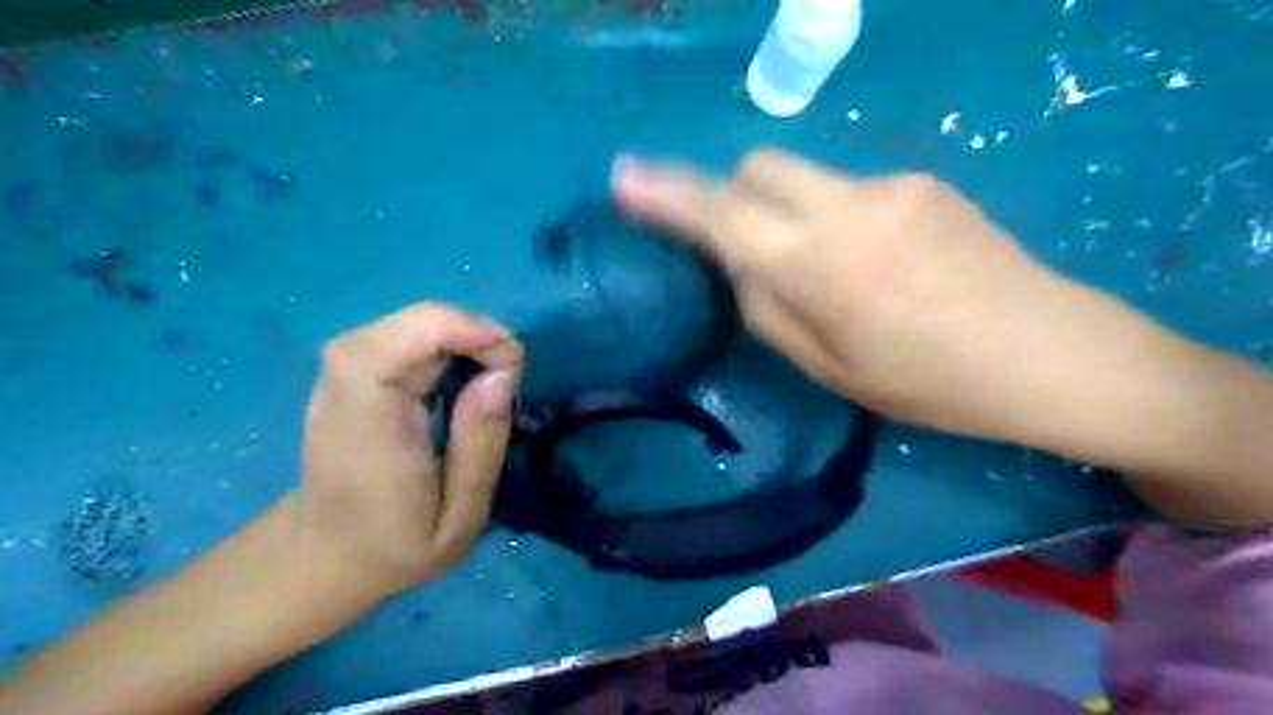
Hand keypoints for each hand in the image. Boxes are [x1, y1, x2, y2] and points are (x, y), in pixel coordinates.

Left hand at [299, 301, 521, 596]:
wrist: (325, 553)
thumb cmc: (397, 546)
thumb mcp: (460, 519)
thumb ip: (481, 447)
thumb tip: (500, 374)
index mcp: (369, 425)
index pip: (402, 339)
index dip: (462, 331)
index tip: (509, 367)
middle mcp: (346, 385)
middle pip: (415, 323)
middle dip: (475, 336)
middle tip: (508, 380)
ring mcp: (342, 374)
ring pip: (414, 324)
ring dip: (464, 341)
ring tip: (490, 384)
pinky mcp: (352, 373)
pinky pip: (407, 338)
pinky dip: (447, 347)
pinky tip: (460, 381)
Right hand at [605, 149, 1205, 444]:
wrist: (1054, 354)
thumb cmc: (934, 384)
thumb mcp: (833, 369)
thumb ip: (770, 310)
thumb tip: (742, 266)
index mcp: (822, 263)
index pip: (723, 213)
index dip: (667, 196)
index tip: (624, 178)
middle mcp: (851, 206)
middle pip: (759, 167)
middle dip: (731, 195)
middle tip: (740, 247)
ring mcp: (892, 186)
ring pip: (803, 179)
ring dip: (785, 213)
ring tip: (826, 275)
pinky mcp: (921, 183)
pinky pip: (846, 190)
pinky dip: (830, 218)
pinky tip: (871, 266)